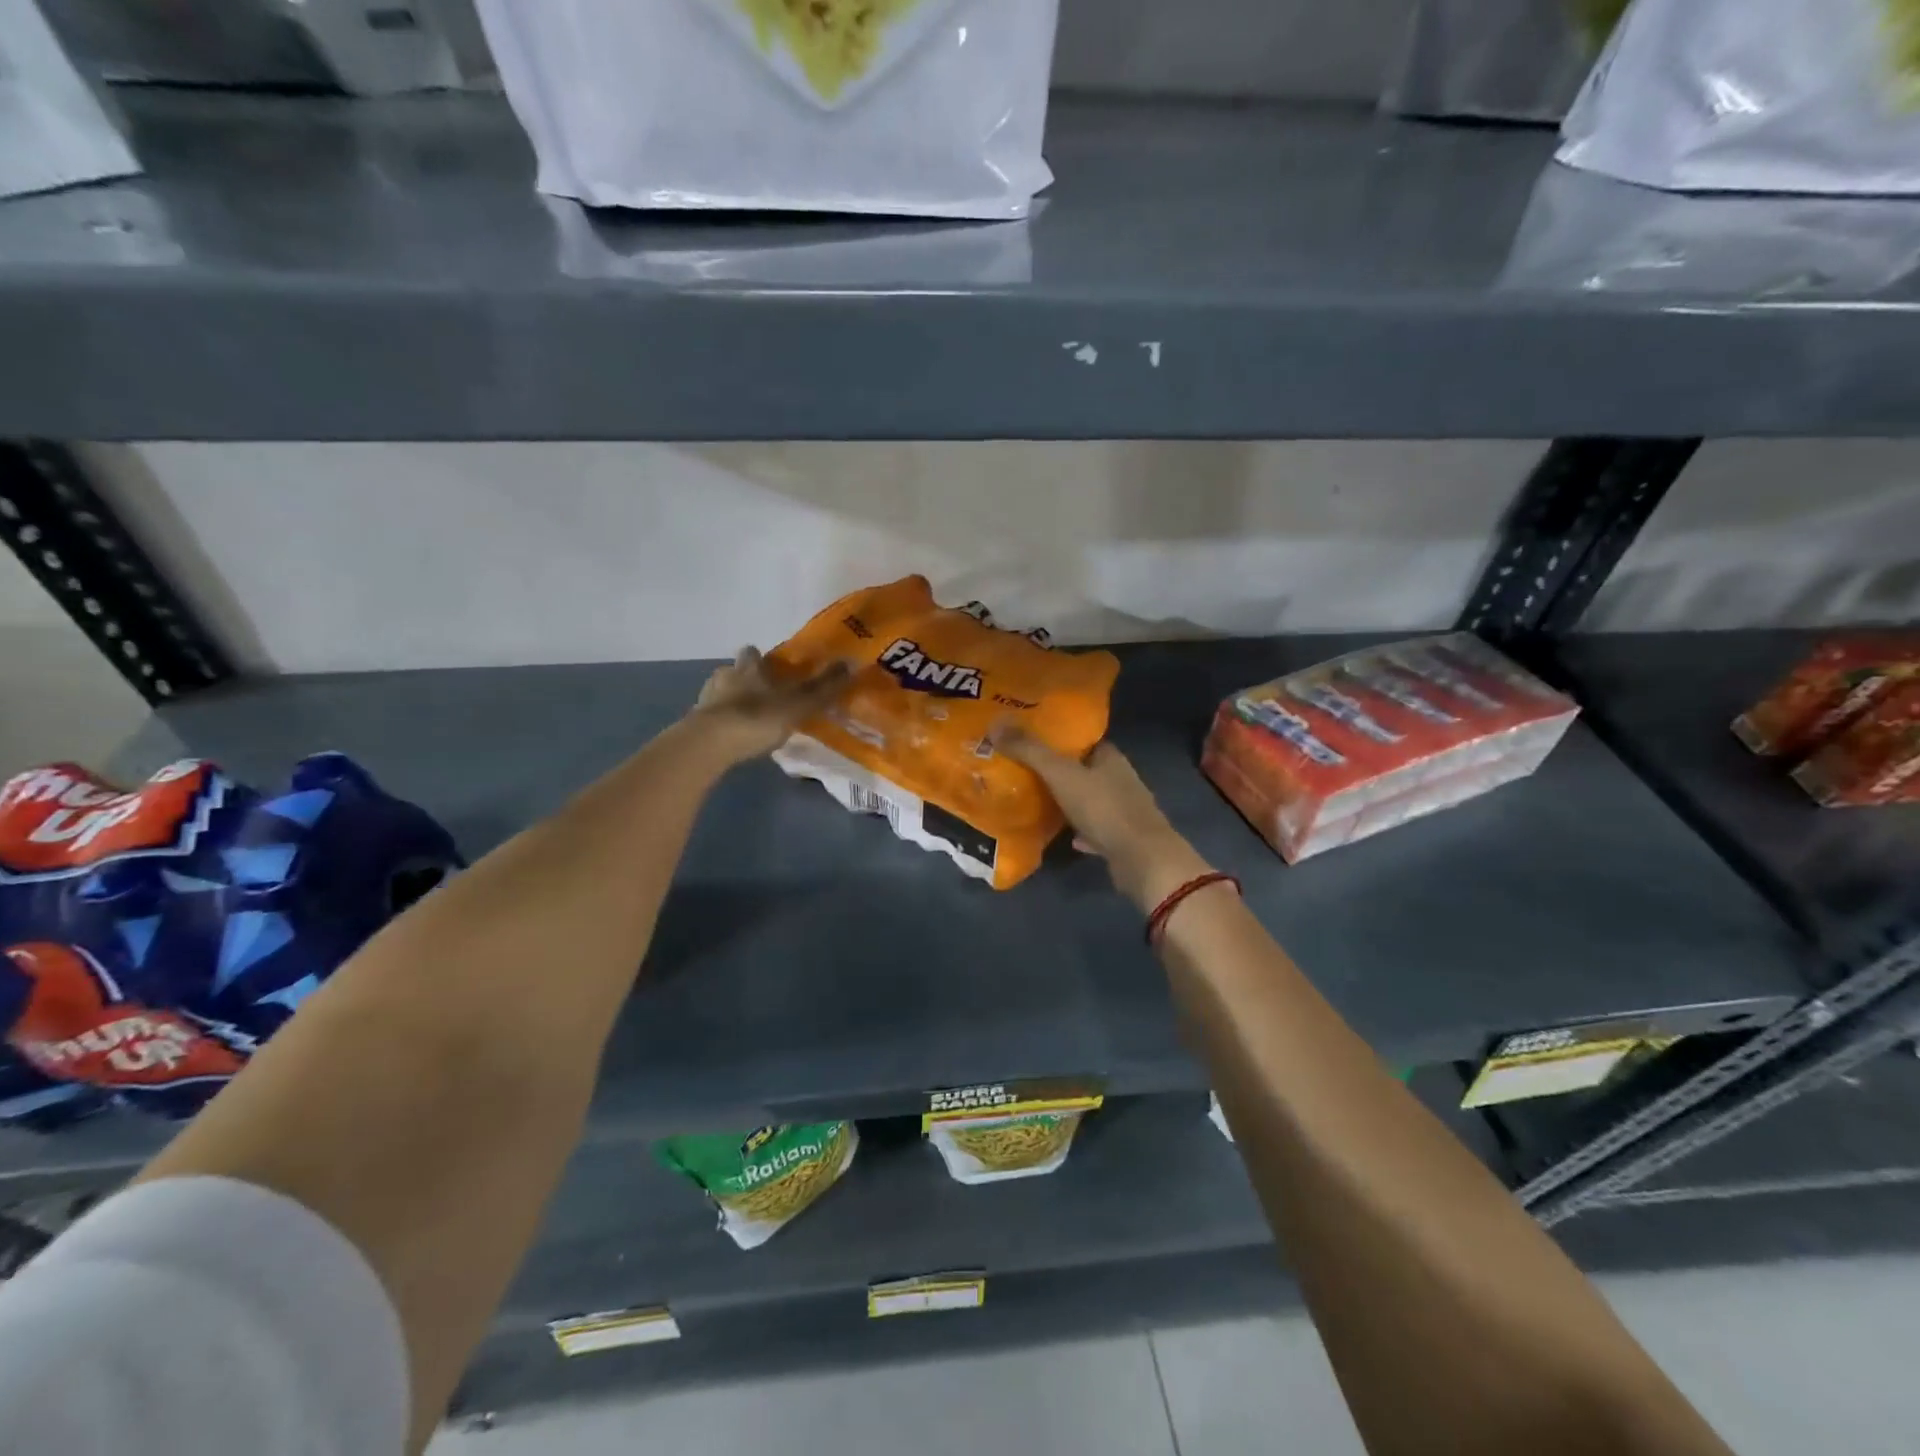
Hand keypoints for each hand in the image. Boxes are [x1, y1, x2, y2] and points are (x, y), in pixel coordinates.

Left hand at [689, 647, 850, 766]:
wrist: (708, 745)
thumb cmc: (756, 718)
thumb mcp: (798, 704)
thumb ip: (824, 688)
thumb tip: (852, 662)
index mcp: (748, 668)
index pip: (752, 653)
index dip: (760, 658)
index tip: (771, 668)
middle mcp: (724, 677)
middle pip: (732, 671)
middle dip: (744, 679)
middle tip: (761, 695)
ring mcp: (705, 700)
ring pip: (719, 693)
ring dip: (730, 701)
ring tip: (745, 719)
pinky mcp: (693, 724)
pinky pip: (709, 718)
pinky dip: (719, 723)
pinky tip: (730, 737)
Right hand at [993, 730, 1212, 911]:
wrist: (1142, 860)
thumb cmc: (1104, 808)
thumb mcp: (1062, 775)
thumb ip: (1030, 750)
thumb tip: (995, 722)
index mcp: (1110, 757)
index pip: (1082, 739)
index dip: (1057, 736)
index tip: (1027, 736)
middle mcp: (1118, 779)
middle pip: (1083, 768)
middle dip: (1057, 769)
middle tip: (1021, 768)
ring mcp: (1121, 810)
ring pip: (1087, 799)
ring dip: (1066, 800)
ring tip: (1033, 798)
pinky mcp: (1119, 838)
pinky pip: (1092, 829)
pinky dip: (1077, 830)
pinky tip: (1059, 834)